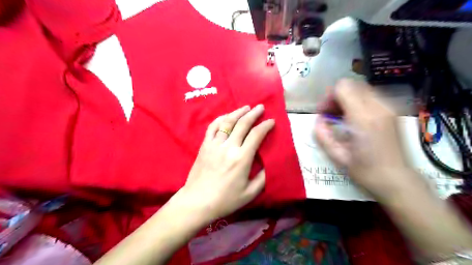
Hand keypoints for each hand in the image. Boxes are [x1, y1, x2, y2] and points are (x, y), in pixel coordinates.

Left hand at [181, 104, 277, 221]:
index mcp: (241, 158)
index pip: (256, 135)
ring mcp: (214, 145)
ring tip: (246, 107)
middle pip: (242, 124)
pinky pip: (212, 127)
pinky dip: (220, 119)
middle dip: (253, 113)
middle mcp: (228, 147)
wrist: (197, 202)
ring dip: (238, 112)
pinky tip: (226, 116)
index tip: (271, 121)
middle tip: (260, 107)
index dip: (265, 126)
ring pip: (227, 122)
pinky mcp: (204, 146)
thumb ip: (262, 177)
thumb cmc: (225, 200)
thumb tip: (268, 164)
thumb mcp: (250, 193)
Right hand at [315, 79, 417, 198]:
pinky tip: (354, 118)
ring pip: (361, 88)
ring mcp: (389, 107)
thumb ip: (323, 135)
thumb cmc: (365, 171)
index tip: (324, 113)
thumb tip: (318, 120)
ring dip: (347, 98)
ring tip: (341, 117)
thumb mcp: (337, 156)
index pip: (343, 88)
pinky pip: (370, 96)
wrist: (397, 179)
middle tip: (330, 115)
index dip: (329, 97)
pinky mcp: (393, 111)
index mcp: (364, 118)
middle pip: (352, 84)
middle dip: (337, 96)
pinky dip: (357, 102)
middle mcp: (379, 107)